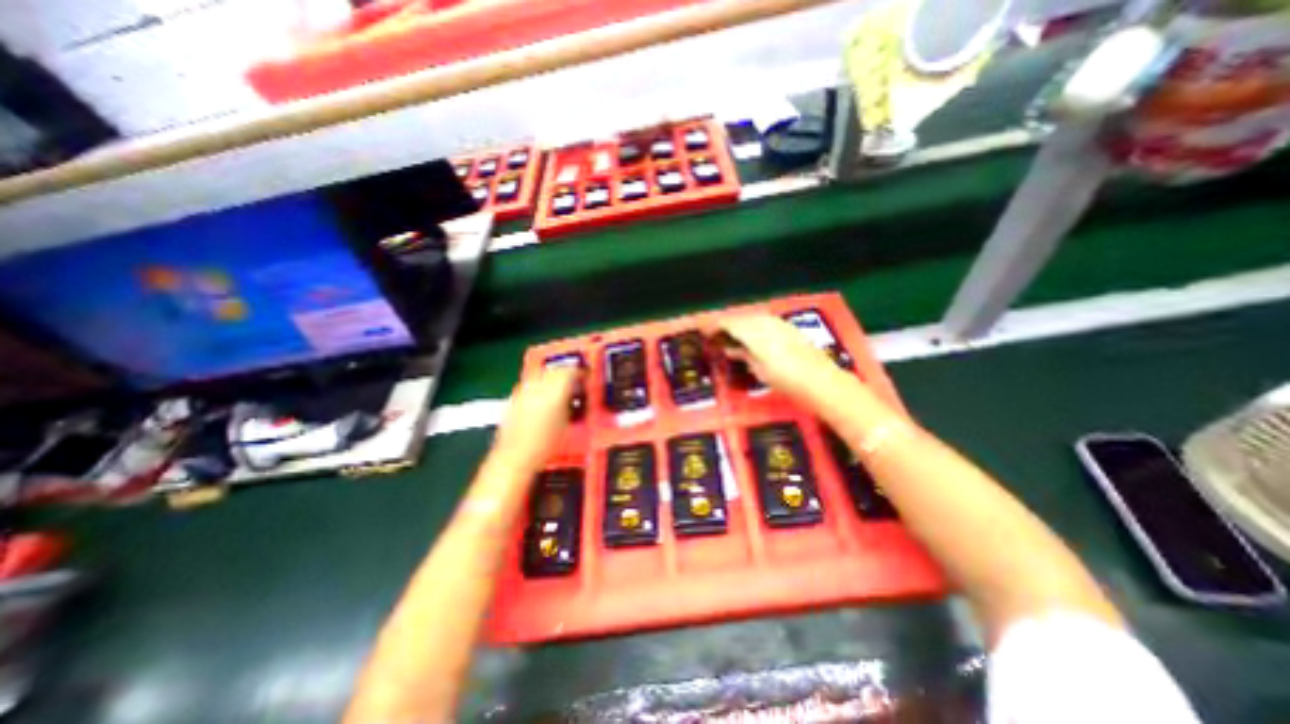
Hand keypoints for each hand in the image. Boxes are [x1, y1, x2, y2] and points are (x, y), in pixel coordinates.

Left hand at [490, 369, 580, 468]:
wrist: (516, 456)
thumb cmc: (545, 444)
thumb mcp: (567, 423)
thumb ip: (572, 403)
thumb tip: (575, 395)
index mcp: (555, 389)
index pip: (571, 371)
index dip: (581, 373)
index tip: (586, 376)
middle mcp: (538, 385)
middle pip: (556, 370)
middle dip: (566, 373)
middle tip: (575, 381)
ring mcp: (524, 390)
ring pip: (542, 374)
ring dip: (553, 378)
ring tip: (560, 389)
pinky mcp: (515, 397)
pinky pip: (531, 384)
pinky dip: (540, 386)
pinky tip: (544, 398)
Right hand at [710, 315, 853, 410]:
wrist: (822, 381)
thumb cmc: (786, 380)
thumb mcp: (759, 370)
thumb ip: (743, 355)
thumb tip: (730, 349)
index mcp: (754, 333)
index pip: (729, 323)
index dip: (715, 326)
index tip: (705, 331)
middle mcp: (766, 323)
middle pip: (741, 318)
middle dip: (727, 324)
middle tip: (716, 334)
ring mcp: (779, 323)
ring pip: (753, 318)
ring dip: (741, 324)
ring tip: (732, 335)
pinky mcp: (789, 327)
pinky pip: (764, 321)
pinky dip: (754, 326)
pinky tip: (753, 336)